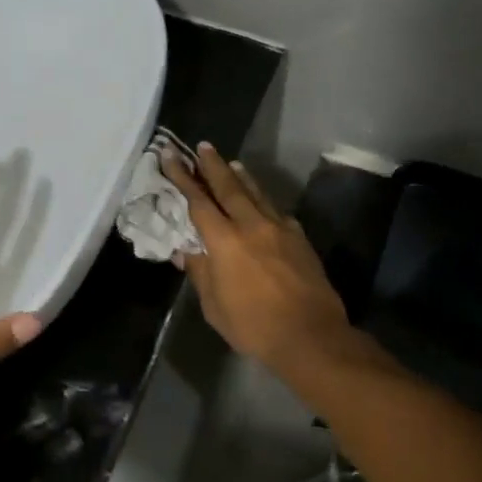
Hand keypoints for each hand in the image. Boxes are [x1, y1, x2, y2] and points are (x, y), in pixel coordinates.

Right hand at [161, 144, 353, 372]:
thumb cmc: (254, 326)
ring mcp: (279, 229)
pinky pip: (276, 211)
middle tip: (203, 146)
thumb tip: (186, 251)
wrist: (311, 336)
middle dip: (213, 165)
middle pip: (229, 187)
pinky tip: (262, 202)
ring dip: (241, 176)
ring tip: (232, 162)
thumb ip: (200, 273)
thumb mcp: (214, 306)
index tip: (170, 155)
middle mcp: (251, 225)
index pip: (198, 201)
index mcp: (225, 241)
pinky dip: (263, 200)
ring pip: (256, 193)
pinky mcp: (299, 238)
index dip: (182, 177)